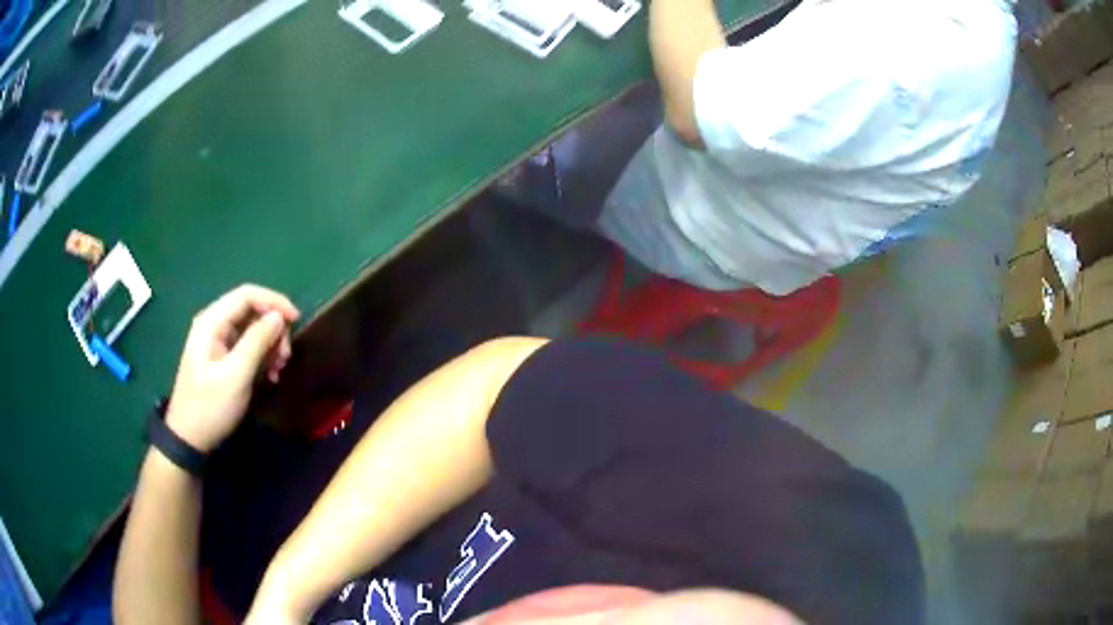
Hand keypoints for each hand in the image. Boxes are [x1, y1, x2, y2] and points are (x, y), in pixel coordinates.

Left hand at [165, 285, 299, 451]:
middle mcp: (214, 324)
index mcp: (212, 322)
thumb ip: (257, 342)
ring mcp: (217, 341)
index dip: (274, 302)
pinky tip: (271, 375)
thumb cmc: (210, 406)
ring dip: (270, 344)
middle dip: (273, 328)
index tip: (296, 321)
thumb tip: (279, 316)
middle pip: (251, 310)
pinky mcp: (222, 358)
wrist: (189, 438)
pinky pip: (248, 346)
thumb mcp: (236, 375)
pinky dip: (262, 356)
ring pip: (252, 329)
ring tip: (279, 369)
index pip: (247, 295)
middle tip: (286, 356)